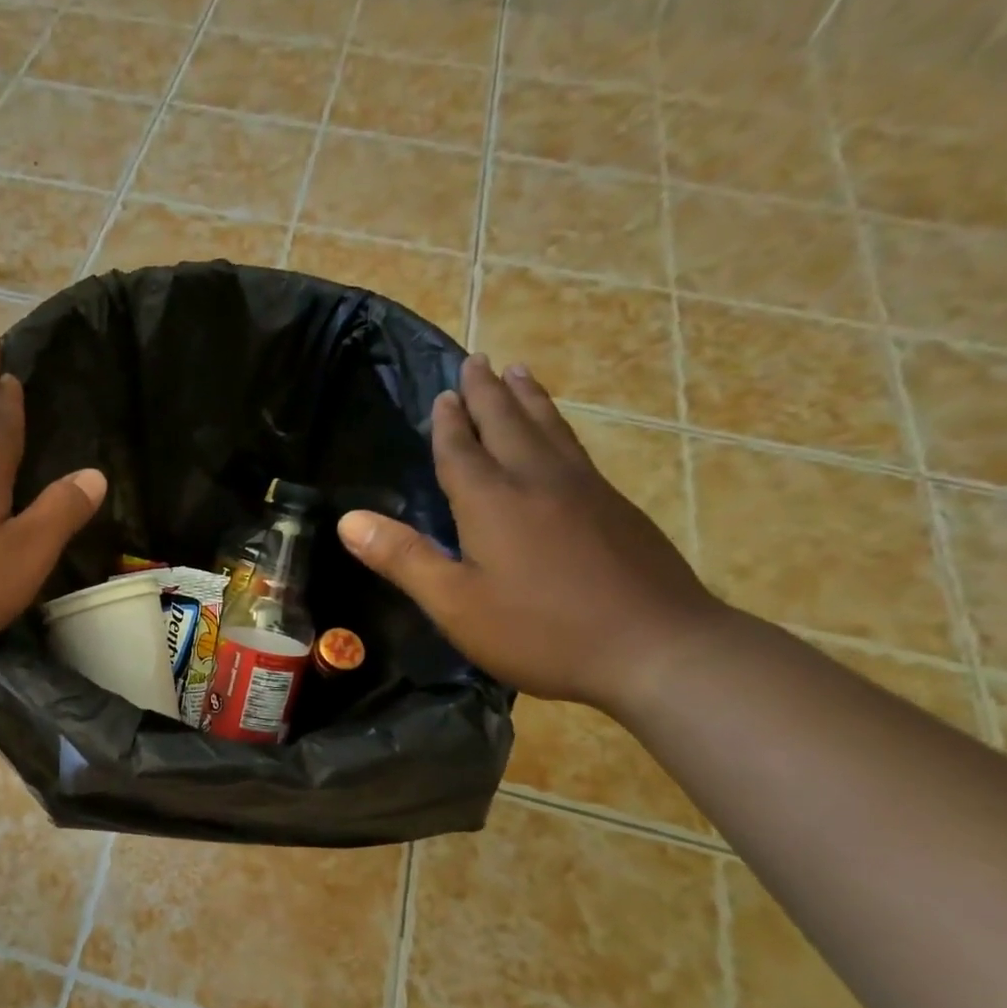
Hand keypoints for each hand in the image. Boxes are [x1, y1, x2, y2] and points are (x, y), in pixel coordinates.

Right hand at [337, 355, 725, 712]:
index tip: (444, 392)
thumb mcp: (456, 604)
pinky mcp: (619, 509)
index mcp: (493, 502)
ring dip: (529, 400)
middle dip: (489, 393)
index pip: (463, 450)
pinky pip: (577, 450)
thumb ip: (404, 559)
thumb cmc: (541, 631)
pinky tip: (561, 438)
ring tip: (521, 373)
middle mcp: (539, 482)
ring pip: (551, 430)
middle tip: (479, 359)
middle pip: (510, 424)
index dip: (449, 422)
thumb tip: (348, 520)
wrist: (658, 648)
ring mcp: (587, 492)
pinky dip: (559, 428)